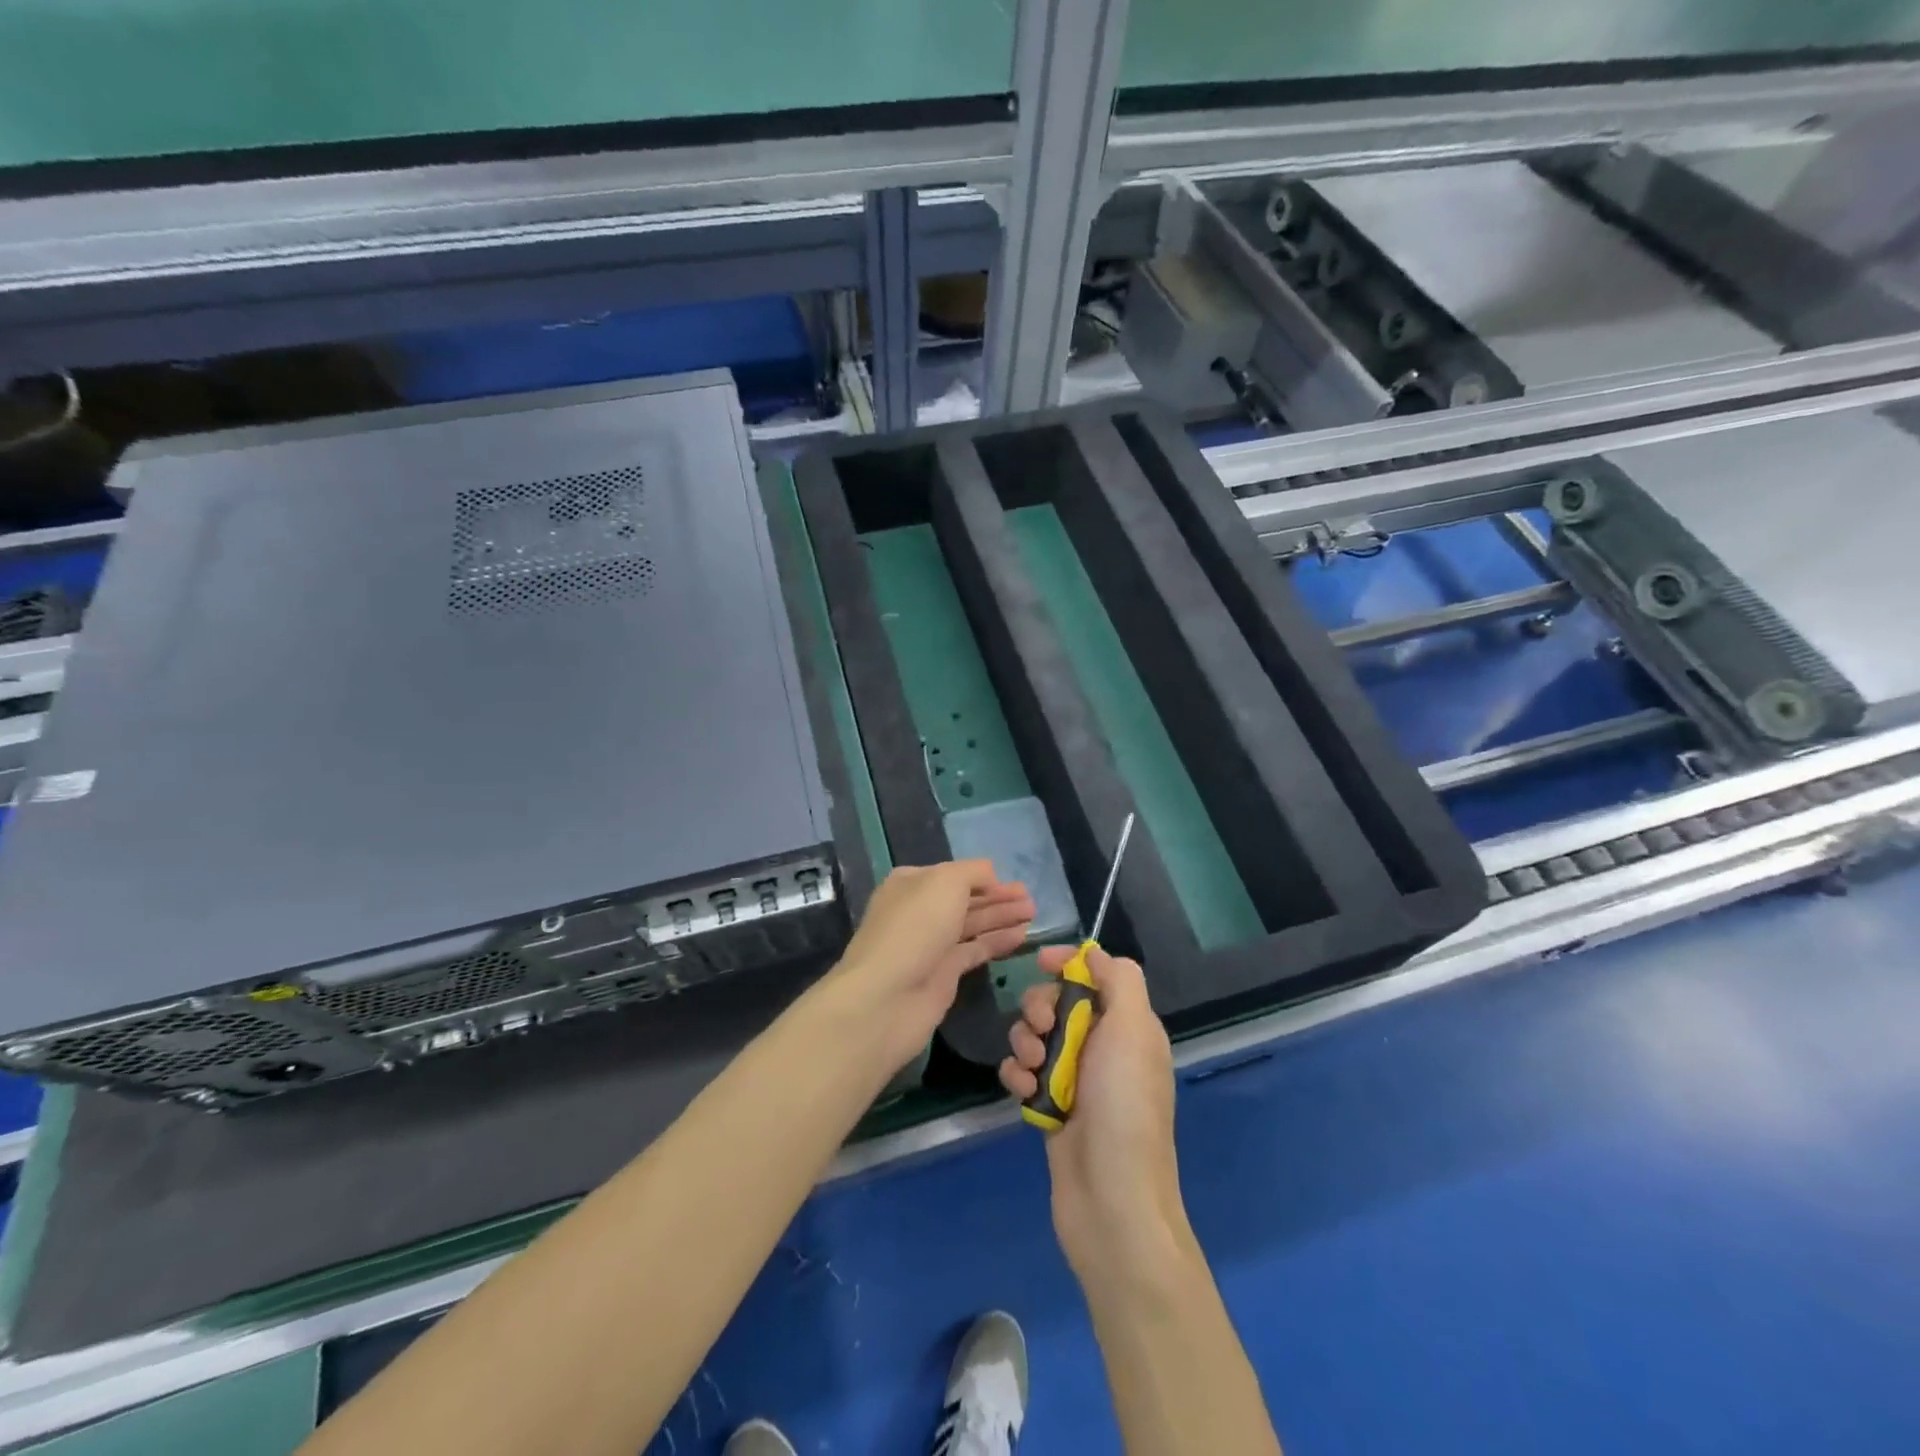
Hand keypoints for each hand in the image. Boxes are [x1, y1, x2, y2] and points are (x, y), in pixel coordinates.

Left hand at [828, 861, 1033, 1071]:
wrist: (886, 997)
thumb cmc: (915, 927)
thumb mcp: (945, 882)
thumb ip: (973, 873)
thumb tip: (991, 877)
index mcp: (912, 883)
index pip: (954, 874)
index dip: (984, 877)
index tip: (1012, 882)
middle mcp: (920, 911)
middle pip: (965, 900)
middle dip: (998, 897)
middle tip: (1031, 900)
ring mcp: (931, 944)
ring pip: (972, 925)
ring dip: (1001, 918)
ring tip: (1033, 915)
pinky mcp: (943, 974)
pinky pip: (975, 951)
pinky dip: (997, 942)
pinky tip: (1021, 937)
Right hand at [998, 945, 1193, 1287]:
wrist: (1111, 1201)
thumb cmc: (1124, 1106)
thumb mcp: (1134, 1030)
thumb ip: (1119, 980)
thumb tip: (1094, 955)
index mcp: (1128, 1026)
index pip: (1095, 974)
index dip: (1067, 962)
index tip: (1040, 961)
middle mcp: (1102, 1047)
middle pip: (1057, 1001)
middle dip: (1040, 1007)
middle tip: (1044, 1028)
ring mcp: (1074, 1078)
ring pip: (1034, 1035)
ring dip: (1025, 1043)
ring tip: (1033, 1070)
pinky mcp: (1049, 1107)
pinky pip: (1022, 1072)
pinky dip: (1017, 1075)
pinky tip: (1023, 1093)